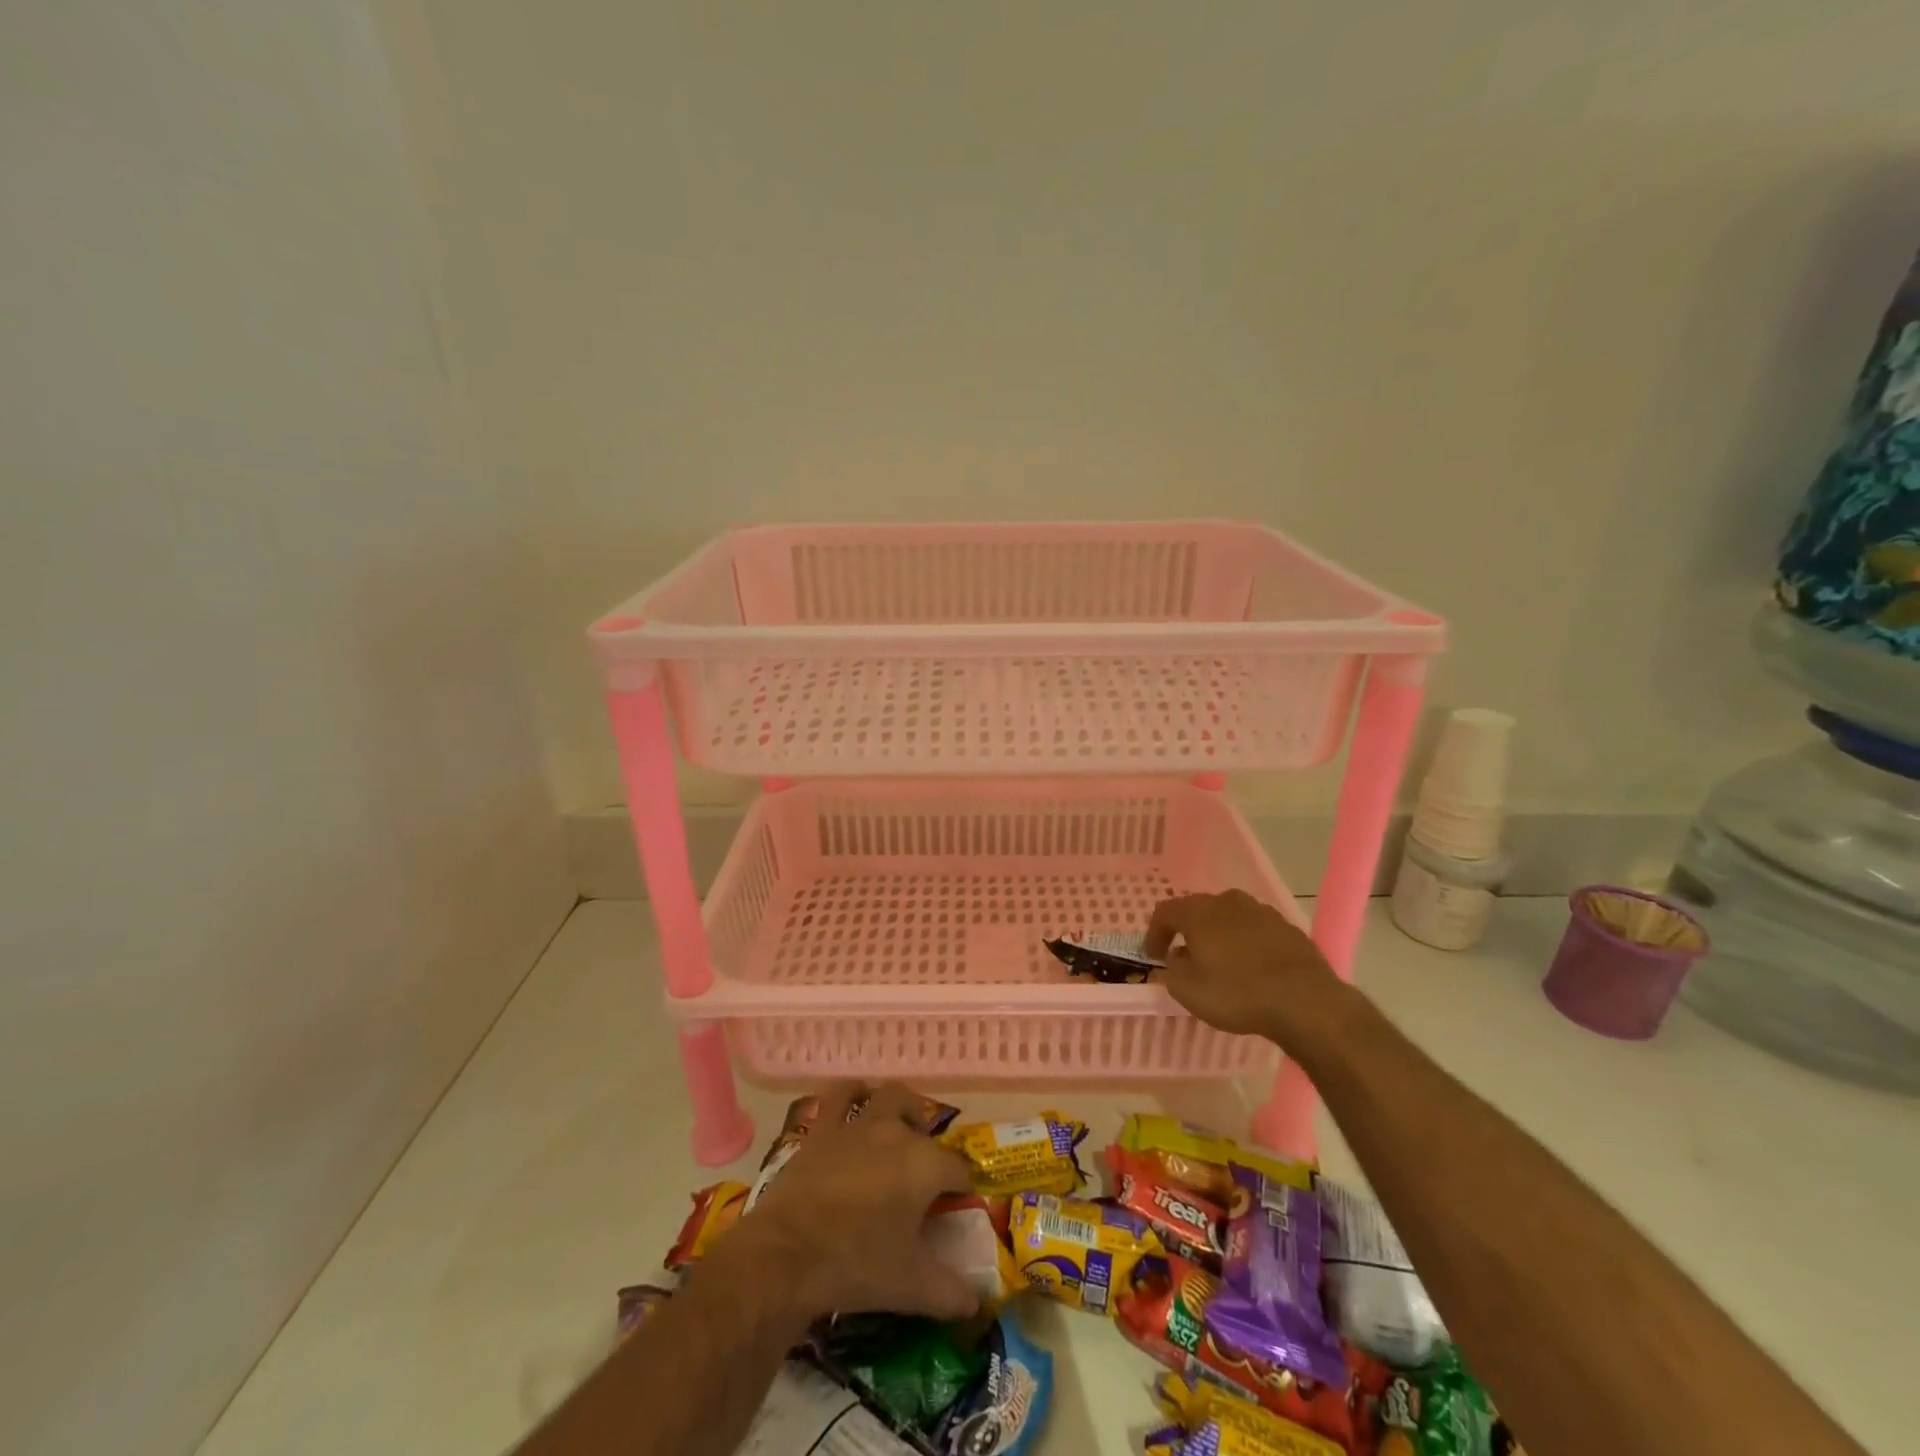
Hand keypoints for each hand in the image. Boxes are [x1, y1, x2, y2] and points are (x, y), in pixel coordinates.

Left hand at [723, 1083, 979, 1323]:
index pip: (958, 1169)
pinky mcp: (823, 1129)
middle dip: (929, 1142)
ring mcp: (858, 1125)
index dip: (962, 1187)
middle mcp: (897, 1132)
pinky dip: (851, 1094)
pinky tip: (855, 1103)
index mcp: (925, 1165)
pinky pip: (840, 1096)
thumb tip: (976, 1302)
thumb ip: (951, 1292)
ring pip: (888, 1096)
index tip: (956, 1207)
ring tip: (899, 1127)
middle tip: (924, 1174)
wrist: (787, 1254)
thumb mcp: (910, 1287)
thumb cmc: (855, 1265)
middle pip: (924, 1123)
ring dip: (899, 1107)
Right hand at [1144, 889, 1354, 1047]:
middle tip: (1185, 958)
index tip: (1153, 956)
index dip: (1155, 933)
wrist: (1305, 1001)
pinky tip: (1253, 969)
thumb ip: (1172, 971)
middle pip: (1199, 910)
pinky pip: (1257, 931)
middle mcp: (1228, 901)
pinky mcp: (1288, 928)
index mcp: (1198, 912)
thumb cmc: (1237, 993)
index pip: (1165, 912)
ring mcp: (1262, 911)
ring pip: (1230, 918)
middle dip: (1189, 932)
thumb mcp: (1188, 991)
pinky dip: (1247, 944)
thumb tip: (1175, 960)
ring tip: (1221, 963)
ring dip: (1220, 936)